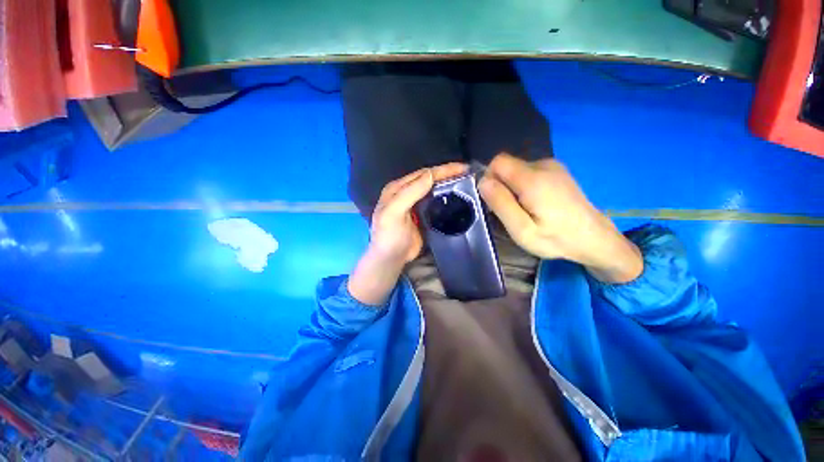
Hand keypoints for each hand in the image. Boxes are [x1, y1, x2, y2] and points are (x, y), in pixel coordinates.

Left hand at [349, 163, 467, 304]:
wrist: (391, 258)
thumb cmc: (389, 236)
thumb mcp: (394, 213)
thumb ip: (410, 193)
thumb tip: (430, 175)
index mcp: (397, 189)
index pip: (422, 174)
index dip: (442, 170)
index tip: (462, 168)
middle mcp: (405, 193)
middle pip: (429, 179)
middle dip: (447, 174)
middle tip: (467, 173)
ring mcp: (414, 204)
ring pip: (433, 190)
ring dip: (447, 184)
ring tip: (465, 181)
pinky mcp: (422, 215)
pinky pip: (435, 203)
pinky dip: (445, 198)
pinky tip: (456, 197)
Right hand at [478, 153, 641, 282]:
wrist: (595, 238)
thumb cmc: (556, 239)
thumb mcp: (522, 230)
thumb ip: (501, 204)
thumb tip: (483, 181)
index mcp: (533, 179)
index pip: (498, 162)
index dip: (489, 178)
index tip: (493, 200)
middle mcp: (543, 165)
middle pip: (507, 166)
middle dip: (500, 186)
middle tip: (509, 211)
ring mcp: (553, 166)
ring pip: (516, 170)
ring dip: (511, 188)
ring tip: (523, 210)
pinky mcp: (557, 170)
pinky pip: (528, 172)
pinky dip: (523, 186)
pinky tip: (534, 203)